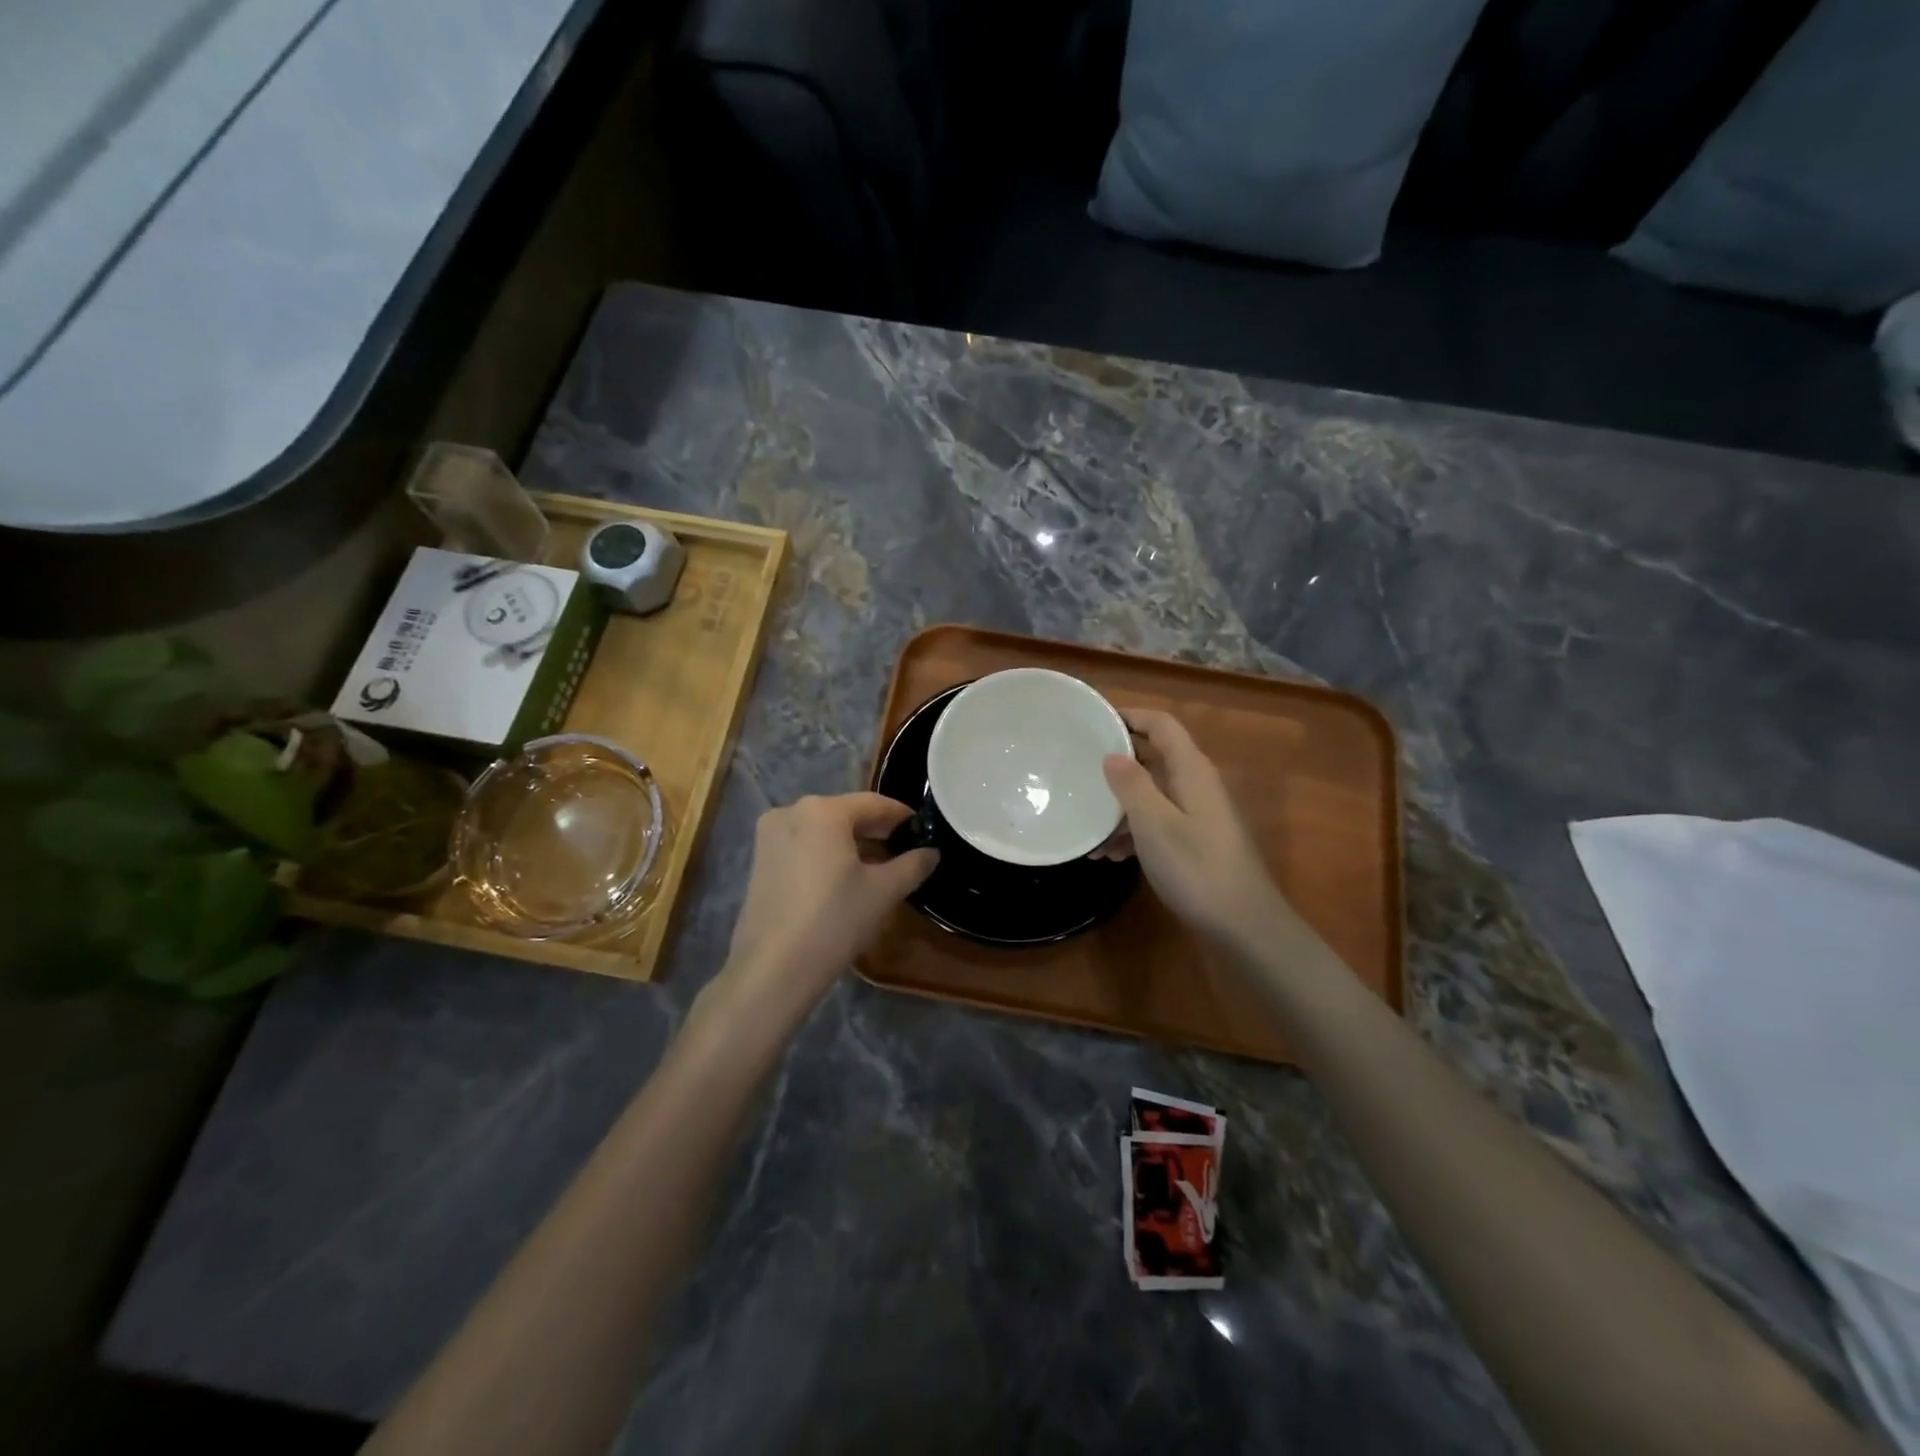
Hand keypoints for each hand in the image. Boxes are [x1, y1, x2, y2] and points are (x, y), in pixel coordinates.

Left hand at [722, 793, 936, 1009]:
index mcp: (822, 810)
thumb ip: (913, 865)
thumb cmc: (834, 921)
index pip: (873, 803)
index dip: (902, 816)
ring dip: (852, 845)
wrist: (773, 970)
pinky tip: (845, 879)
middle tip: (905, 851)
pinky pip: (803, 846)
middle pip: (845, 814)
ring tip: (880, 868)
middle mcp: (791, 811)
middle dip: (877, 831)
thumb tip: (931, 852)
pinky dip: (827, 855)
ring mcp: (769, 836)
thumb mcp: (884, 891)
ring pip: (823, 831)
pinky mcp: (760, 861)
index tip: (923, 830)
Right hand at [1101, 709, 1292, 949]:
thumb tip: (1112, 755)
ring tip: (1088, 830)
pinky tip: (1110, 856)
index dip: (1130, 716)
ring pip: (1153, 794)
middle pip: (1154, 758)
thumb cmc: (1196, 868)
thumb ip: (1132, 785)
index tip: (1094, 722)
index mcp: (1191, 770)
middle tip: (1079, 773)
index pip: (1161, 725)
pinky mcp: (1197, 841)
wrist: (1244, 925)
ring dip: (1120, 807)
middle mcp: (1197, 784)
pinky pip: (1159, 822)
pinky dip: (1134, 832)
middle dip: (1117, 766)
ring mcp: (1199, 814)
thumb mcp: (1154, 824)